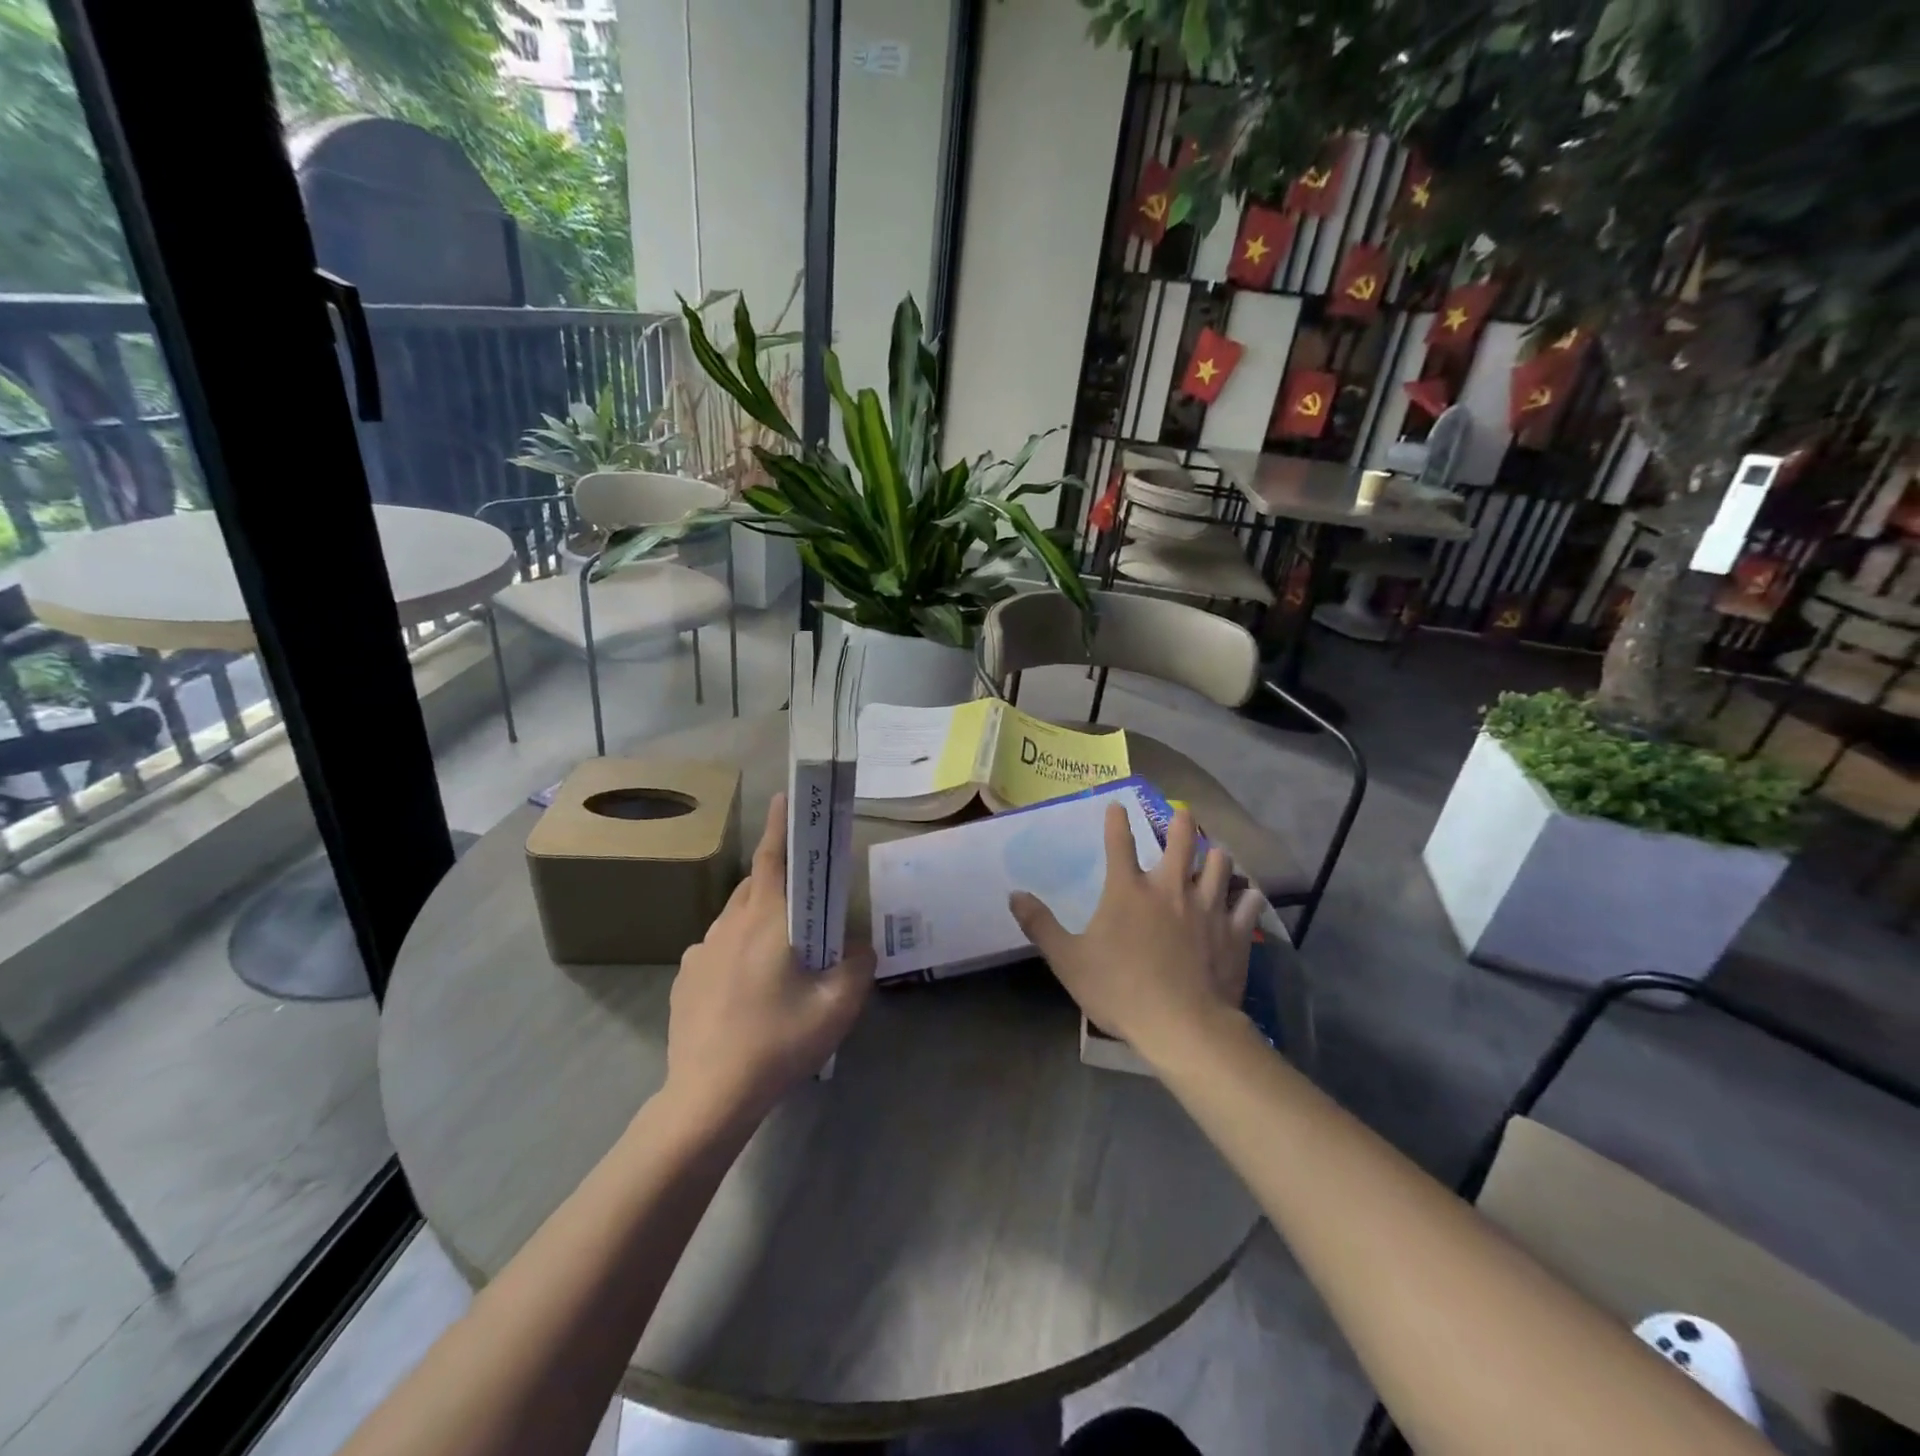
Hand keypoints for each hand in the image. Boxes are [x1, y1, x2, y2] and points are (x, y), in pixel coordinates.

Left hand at [664, 792, 872, 1127]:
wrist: (708, 1096)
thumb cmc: (777, 1043)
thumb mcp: (837, 1006)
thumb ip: (858, 965)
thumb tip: (860, 945)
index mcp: (766, 920)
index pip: (773, 857)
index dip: (782, 825)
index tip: (786, 797)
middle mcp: (729, 925)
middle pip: (755, 885)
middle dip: (779, 880)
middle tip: (804, 900)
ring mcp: (700, 951)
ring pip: (735, 917)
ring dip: (758, 918)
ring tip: (780, 953)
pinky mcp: (685, 978)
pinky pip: (717, 949)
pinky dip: (736, 951)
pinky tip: (748, 988)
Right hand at [1010, 804, 1263, 1066]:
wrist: (1182, 1026)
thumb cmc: (1119, 990)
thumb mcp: (1068, 960)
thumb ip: (1040, 925)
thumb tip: (1014, 895)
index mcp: (1128, 890)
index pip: (1119, 841)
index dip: (1116, 820)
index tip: (1117, 805)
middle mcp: (1170, 887)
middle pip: (1182, 838)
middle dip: (1181, 821)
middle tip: (1182, 814)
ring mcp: (1208, 907)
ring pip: (1220, 863)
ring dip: (1215, 854)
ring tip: (1213, 854)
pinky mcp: (1235, 931)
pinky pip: (1248, 902)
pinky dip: (1246, 896)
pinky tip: (1245, 896)